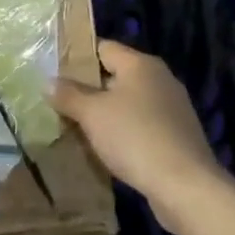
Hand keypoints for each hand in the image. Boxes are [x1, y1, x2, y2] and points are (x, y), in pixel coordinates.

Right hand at [51, 40, 228, 229]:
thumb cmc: (135, 137)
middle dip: (89, 89)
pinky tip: (109, 150)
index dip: (78, 57)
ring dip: (107, 114)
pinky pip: (143, 125)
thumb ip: (69, 95)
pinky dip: (125, 132)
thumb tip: (48, 81)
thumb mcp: (92, 114)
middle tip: (61, 104)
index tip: (55, 73)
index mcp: (140, 64)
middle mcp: (160, 78)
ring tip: (79, 128)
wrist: (186, 186)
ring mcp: (173, 107)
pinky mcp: (178, 135)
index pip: (103, 47)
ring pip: (129, 102)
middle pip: (116, 75)